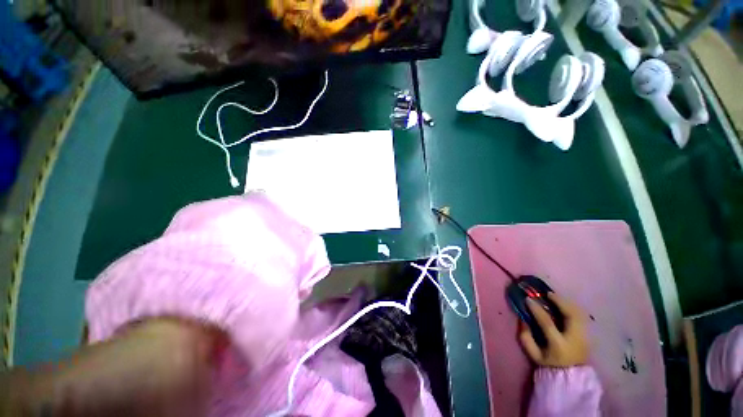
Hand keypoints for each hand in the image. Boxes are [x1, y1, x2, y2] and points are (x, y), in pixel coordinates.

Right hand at [519, 293, 589, 367]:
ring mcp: (584, 337)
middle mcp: (574, 339)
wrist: (572, 376)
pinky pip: (582, 316)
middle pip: (570, 315)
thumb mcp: (534, 355)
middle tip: (547, 293)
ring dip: (567, 303)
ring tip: (555, 296)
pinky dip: (573, 307)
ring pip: (579, 314)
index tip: (528, 299)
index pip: (547, 323)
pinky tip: (565, 304)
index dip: (537, 309)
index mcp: (559, 345)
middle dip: (559, 301)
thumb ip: (526, 338)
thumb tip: (522, 320)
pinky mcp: (588, 335)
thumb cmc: (550, 363)